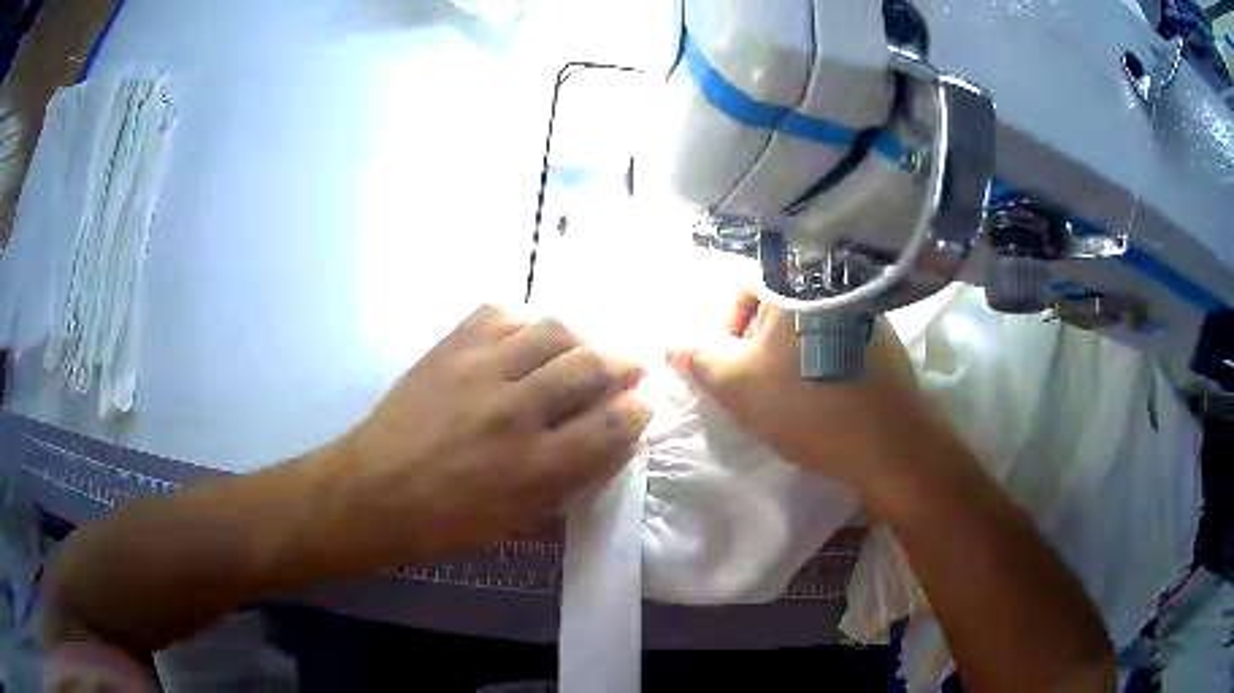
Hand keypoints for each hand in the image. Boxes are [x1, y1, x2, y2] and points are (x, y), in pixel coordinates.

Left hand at [337, 305, 650, 563]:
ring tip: (590, 344)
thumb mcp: (519, 519)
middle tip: (635, 361)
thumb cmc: (446, 522)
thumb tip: (615, 441)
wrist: (372, 492)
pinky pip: (501, 312)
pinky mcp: (450, 347)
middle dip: (626, 359)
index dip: (639, 408)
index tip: (647, 400)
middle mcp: (514, 410)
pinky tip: (531, 335)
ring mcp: (479, 369)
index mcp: (533, 466)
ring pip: (553, 330)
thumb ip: (573, 480)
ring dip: (585, 334)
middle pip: (590, 365)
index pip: (610, 424)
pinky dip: (527, 319)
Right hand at [667, 292, 958, 499]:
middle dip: (758, 349)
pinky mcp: (884, 339)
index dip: (726, 331)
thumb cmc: (809, 406)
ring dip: (789, 358)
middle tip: (760, 389)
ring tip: (793, 399)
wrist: (890, 443)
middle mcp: (832, 282)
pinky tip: (826, 400)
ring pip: (806, 328)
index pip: (741, 289)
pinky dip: (821, 364)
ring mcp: (864, 311)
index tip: (734, 370)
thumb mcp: (737, 385)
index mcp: (796, 281)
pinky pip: (836, 342)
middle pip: (776, 309)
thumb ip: (696, 358)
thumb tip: (669, 341)